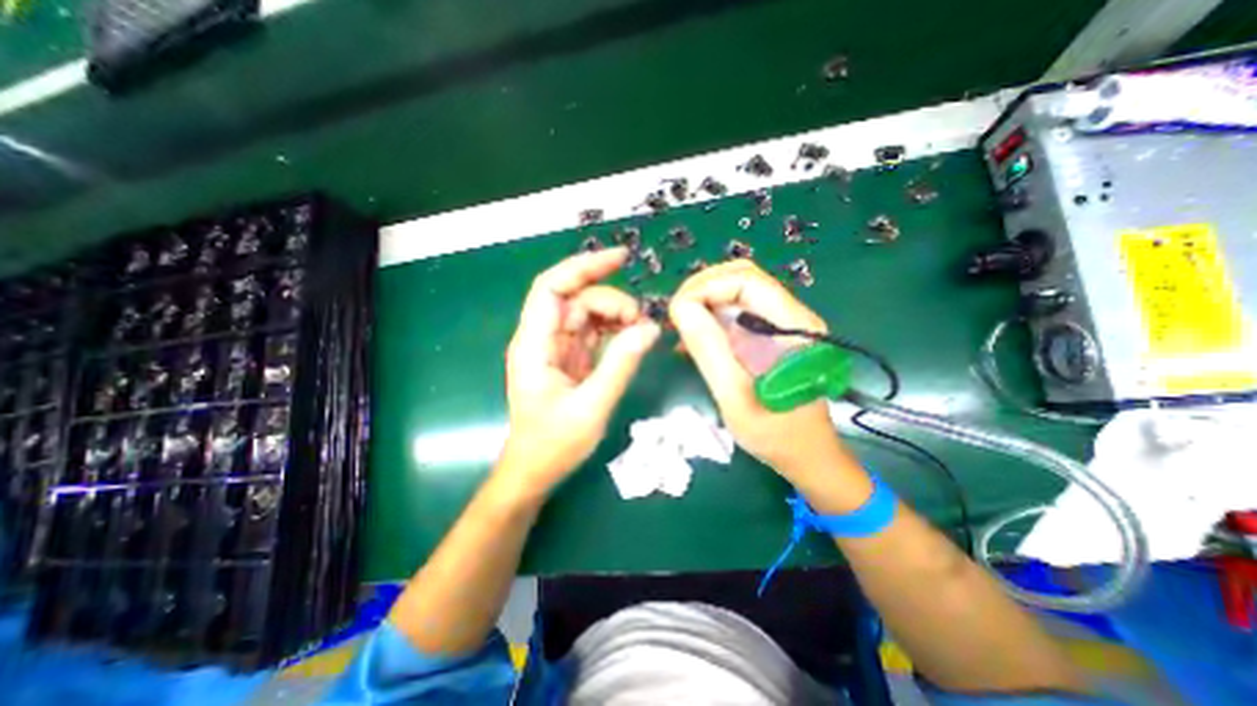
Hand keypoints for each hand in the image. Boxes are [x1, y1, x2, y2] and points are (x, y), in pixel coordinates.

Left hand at [499, 248, 661, 496]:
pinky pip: (592, 331)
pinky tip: (632, 337)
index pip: (552, 288)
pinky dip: (614, 329)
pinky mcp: (569, 357)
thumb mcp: (591, 407)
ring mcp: (556, 347)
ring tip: (640, 331)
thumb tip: (650, 329)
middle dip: (611, 301)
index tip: (621, 258)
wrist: (535, 470)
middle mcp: (542, 338)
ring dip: (615, 315)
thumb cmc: (553, 444)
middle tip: (640, 321)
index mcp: (534, 345)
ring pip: (586, 313)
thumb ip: (620, 365)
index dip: (584, 266)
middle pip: (576, 298)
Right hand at [673, 260, 847, 485]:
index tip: (676, 312)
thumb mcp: (734, 394)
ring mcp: (783, 324)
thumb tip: (681, 307)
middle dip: (702, 289)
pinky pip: (739, 313)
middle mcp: (792, 315)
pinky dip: (712, 317)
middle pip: (742, 278)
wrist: (806, 455)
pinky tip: (694, 339)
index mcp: (792, 325)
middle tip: (675, 315)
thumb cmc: (774, 433)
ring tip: (680, 326)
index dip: (705, 287)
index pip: (745, 280)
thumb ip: (708, 348)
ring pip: (738, 293)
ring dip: (705, 302)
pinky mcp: (773, 336)